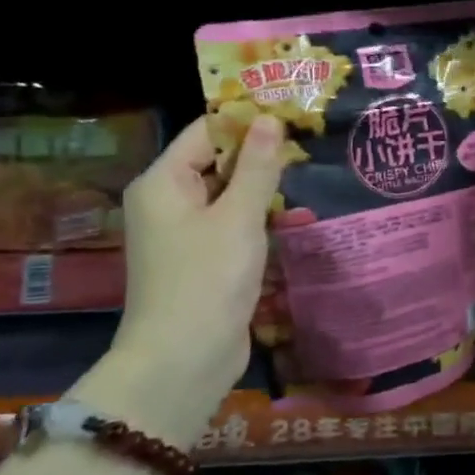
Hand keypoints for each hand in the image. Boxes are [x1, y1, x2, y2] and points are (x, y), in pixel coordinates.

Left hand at [96, 114, 287, 443]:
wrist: (183, 361)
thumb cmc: (208, 279)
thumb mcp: (239, 216)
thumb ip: (258, 166)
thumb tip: (270, 118)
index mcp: (163, 183)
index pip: (207, 132)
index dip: (248, 120)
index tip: (293, 114)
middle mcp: (168, 202)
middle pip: (218, 161)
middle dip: (262, 156)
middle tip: (310, 146)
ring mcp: (184, 234)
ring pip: (229, 195)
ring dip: (265, 190)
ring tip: (309, 180)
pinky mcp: (202, 260)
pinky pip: (232, 224)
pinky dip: (259, 219)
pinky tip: (294, 219)